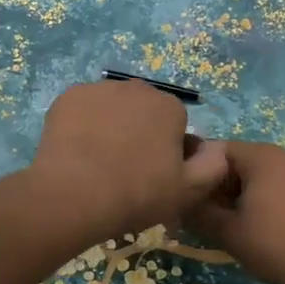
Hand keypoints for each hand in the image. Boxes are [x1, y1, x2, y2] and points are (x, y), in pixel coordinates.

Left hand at [27, 80, 230, 245]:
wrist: (75, 195)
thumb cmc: (137, 194)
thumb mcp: (188, 191)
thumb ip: (213, 165)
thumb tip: (216, 147)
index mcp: (169, 107)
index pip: (174, 123)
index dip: (166, 149)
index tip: (154, 174)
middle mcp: (136, 88)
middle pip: (141, 110)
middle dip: (137, 131)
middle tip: (124, 168)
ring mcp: (98, 89)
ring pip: (110, 107)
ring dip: (108, 125)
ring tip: (96, 162)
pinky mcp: (67, 97)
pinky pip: (81, 110)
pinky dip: (80, 125)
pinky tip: (75, 151)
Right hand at [185, 141, 284, 283]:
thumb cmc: (275, 245)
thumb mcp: (228, 232)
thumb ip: (200, 213)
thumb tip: (182, 203)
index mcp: (262, 157)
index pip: (219, 151)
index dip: (203, 174)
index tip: (198, 200)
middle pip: (247, 163)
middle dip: (229, 186)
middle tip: (221, 217)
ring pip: (273, 177)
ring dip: (256, 196)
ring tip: (252, 228)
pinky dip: (283, 204)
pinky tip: (284, 233)